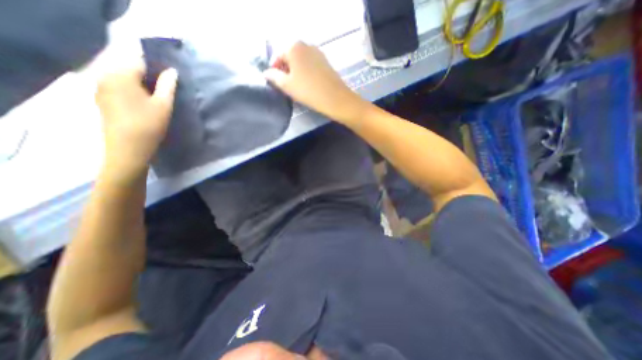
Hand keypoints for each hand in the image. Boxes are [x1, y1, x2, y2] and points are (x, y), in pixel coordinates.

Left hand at [94, 60, 177, 182]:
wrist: (128, 149)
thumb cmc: (149, 125)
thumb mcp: (164, 105)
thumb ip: (167, 86)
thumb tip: (172, 71)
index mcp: (120, 75)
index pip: (140, 62)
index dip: (157, 69)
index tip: (171, 80)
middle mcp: (105, 77)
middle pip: (130, 70)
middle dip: (149, 78)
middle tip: (167, 91)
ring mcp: (101, 90)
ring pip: (125, 81)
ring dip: (142, 86)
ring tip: (158, 99)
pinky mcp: (102, 101)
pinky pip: (119, 90)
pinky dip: (133, 93)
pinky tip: (144, 106)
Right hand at [265, 40, 365, 123]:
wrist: (335, 99)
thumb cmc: (308, 91)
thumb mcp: (287, 85)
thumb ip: (274, 77)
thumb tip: (266, 73)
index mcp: (294, 47)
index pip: (278, 55)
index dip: (274, 69)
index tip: (275, 83)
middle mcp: (306, 45)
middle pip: (290, 57)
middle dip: (285, 71)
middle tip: (285, 87)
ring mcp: (318, 53)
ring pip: (301, 62)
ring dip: (296, 73)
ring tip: (296, 88)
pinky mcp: (326, 62)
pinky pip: (310, 65)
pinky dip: (306, 73)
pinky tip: (308, 86)